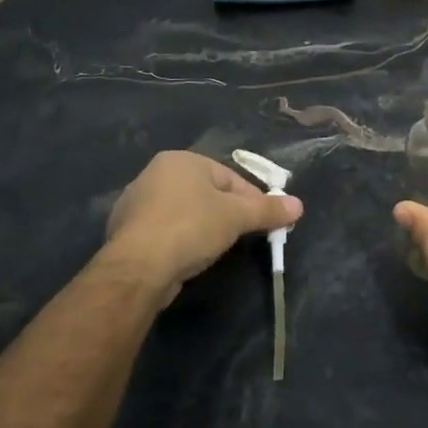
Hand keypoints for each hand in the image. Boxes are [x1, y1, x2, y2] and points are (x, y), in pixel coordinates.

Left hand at [104, 151, 302, 303]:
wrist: (138, 268)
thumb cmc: (190, 228)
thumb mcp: (237, 217)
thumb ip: (268, 210)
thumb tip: (299, 205)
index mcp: (181, 160)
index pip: (229, 177)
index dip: (252, 200)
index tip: (266, 222)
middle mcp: (155, 174)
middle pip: (206, 193)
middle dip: (228, 213)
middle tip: (244, 236)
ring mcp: (137, 204)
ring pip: (185, 212)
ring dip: (203, 227)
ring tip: (218, 249)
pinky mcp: (128, 232)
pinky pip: (166, 231)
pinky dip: (180, 241)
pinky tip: (189, 258)